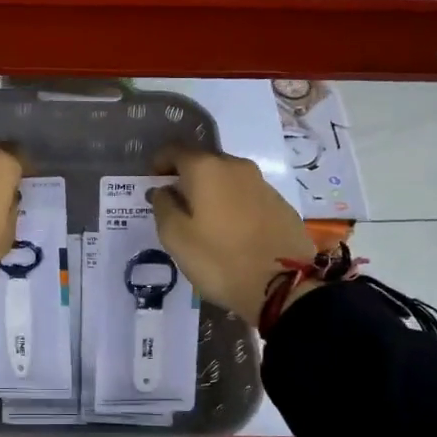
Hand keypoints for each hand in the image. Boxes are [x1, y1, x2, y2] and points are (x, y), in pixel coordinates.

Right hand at [150, 147, 316, 323]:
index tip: (152, 181)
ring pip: (227, 178)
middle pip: (203, 162)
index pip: (175, 151)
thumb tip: (164, 190)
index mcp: (206, 169)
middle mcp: (236, 166)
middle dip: (186, 178)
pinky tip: (230, 229)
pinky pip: (246, 195)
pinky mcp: (280, 203)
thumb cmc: (220, 260)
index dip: (159, 163)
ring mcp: (262, 183)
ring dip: (211, 191)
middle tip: (175, 204)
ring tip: (203, 220)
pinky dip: (232, 204)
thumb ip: (163, 207)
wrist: (284, 285)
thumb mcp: (176, 238)